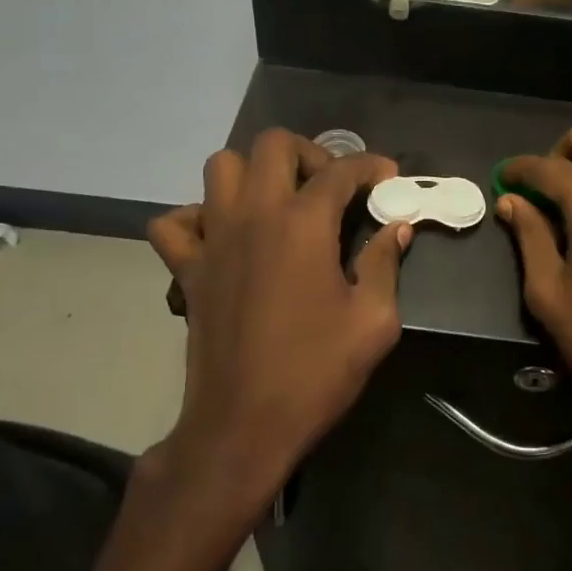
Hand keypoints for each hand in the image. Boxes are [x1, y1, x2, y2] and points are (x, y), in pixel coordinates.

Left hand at [147, 131, 409, 507]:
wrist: (243, 426)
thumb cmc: (316, 373)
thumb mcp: (373, 321)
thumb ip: (385, 263)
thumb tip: (395, 228)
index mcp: (303, 224)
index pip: (341, 171)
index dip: (371, 166)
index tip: (388, 177)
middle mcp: (254, 214)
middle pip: (273, 145)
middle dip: (309, 153)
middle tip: (330, 187)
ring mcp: (213, 238)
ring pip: (220, 166)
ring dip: (253, 172)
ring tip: (279, 202)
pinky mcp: (187, 267)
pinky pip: (175, 222)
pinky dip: (197, 217)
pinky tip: (224, 236)